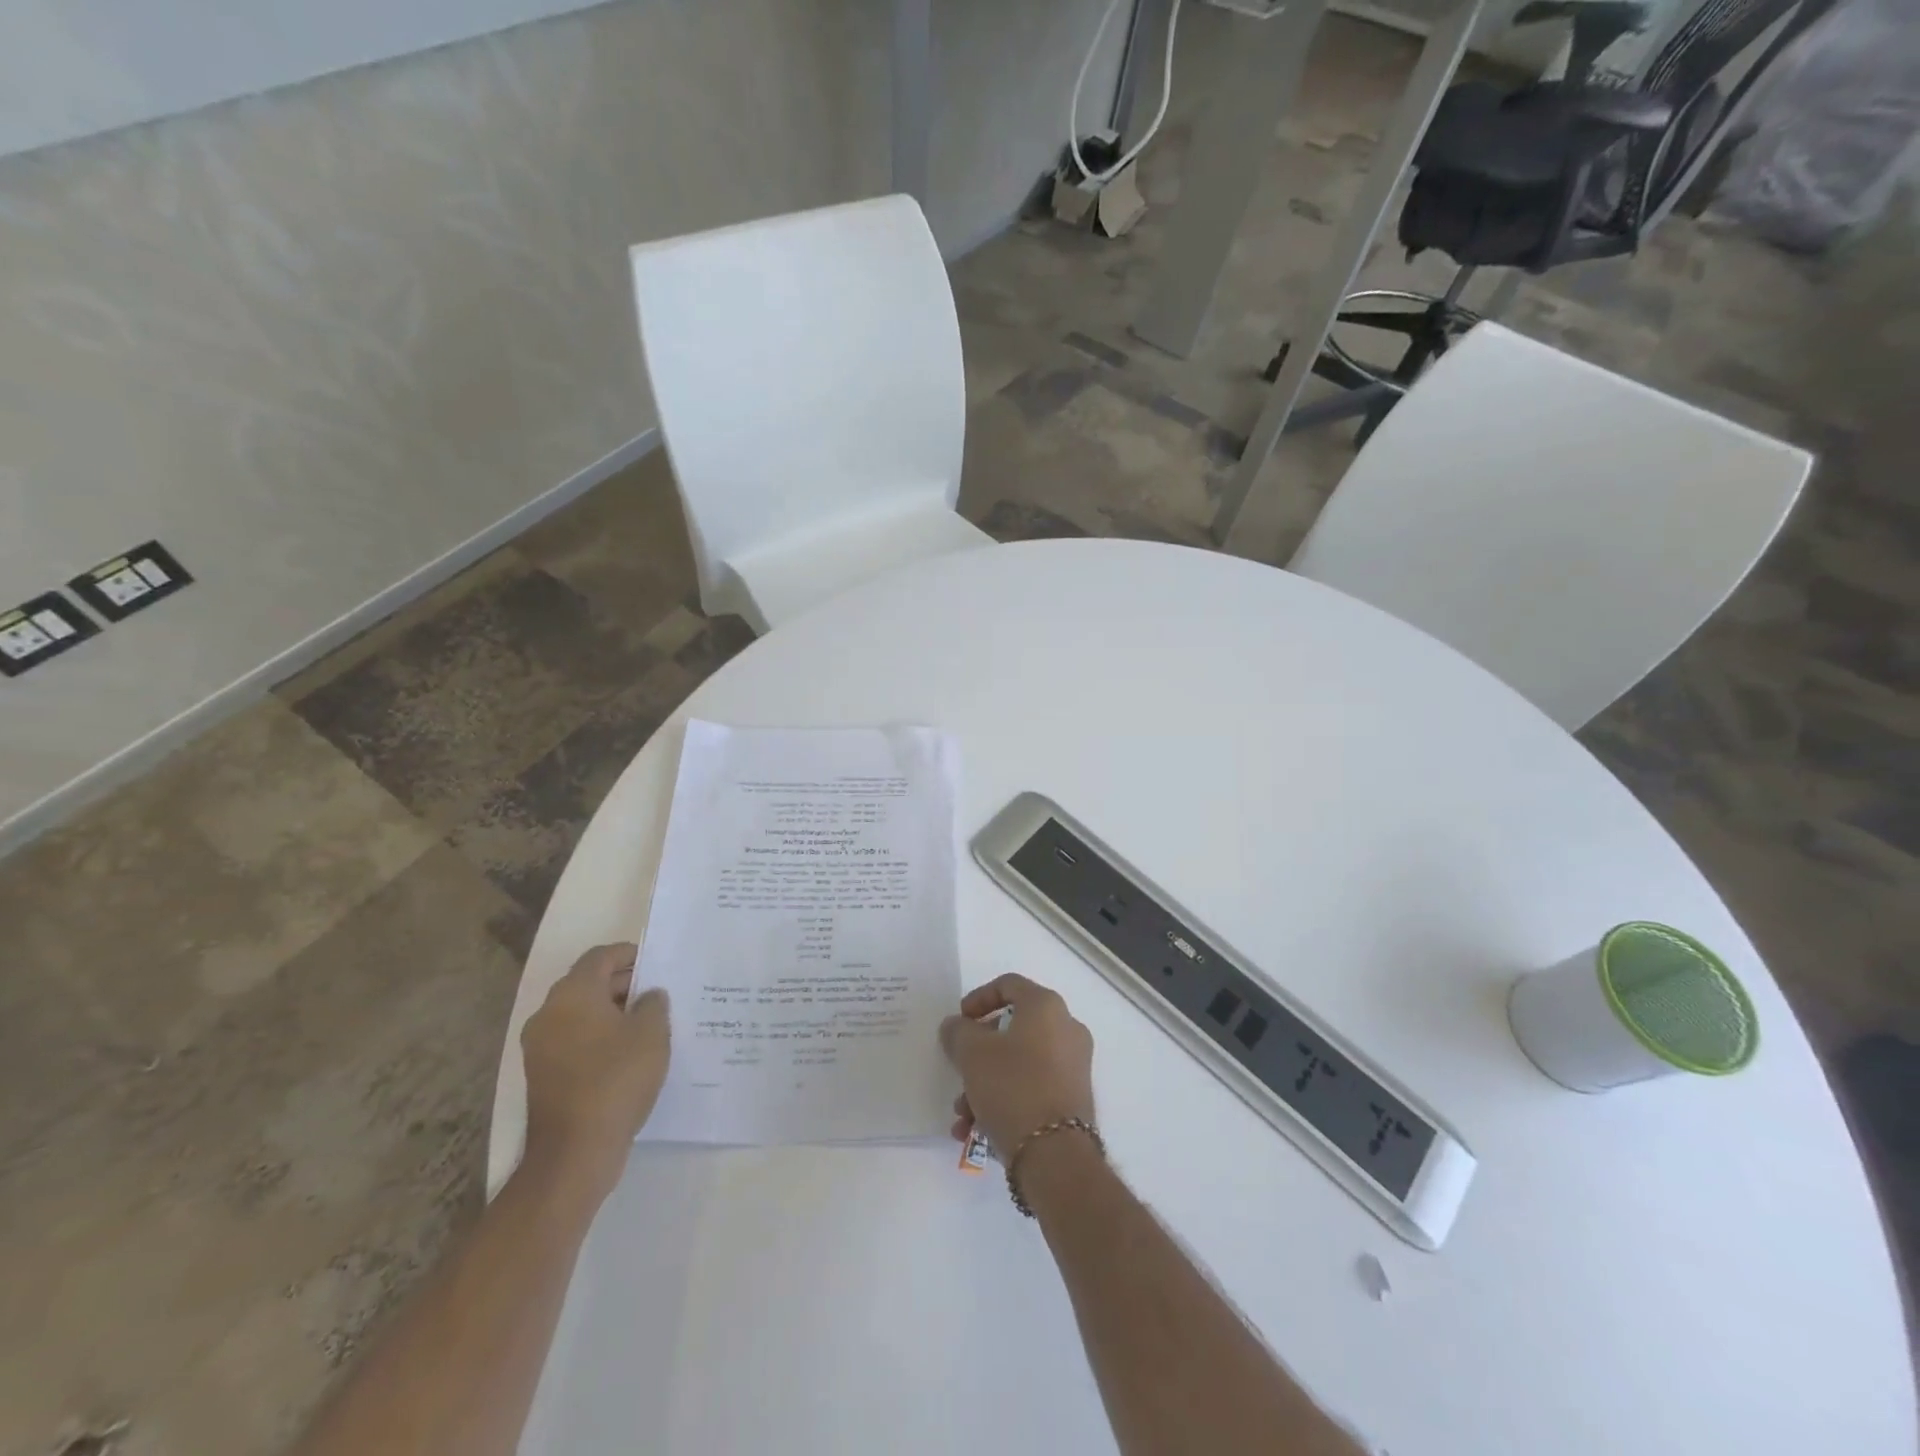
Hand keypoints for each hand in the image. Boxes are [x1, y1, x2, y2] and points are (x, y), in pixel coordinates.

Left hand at [520, 943, 670, 1202]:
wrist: (574, 1151)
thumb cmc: (617, 1079)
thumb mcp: (652, 1033)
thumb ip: (654, 1004)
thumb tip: (648, 996)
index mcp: (573, 994)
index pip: (600, 957)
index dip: (629, 954)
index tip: (656, 963)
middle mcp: (549, 1013)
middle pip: (588, 983)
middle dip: (623, 984)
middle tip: (657, 994)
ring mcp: (540, 1046)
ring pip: (580, 1013)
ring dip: (611, 1012)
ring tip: (647, 1024)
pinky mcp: (542, 1074)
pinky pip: (574, 1039)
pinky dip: (598, 1036)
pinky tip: (627, 1053)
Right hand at [939, 974, 1094, 1155]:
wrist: (1056, 1156)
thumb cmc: (1013, 1087)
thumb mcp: (972, 1054)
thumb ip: (959, 1031)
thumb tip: (957, 1025)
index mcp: (1046, 1007)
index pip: (1009, 984)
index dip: (979, 998)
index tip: (959, 1020)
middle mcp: (1066, 1028)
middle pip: (1012, 1028)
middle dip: (978, 1052)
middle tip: (958, 1067)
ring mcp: (1073, 1065)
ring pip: (1018, 1063)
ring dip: (985, 1083)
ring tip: (962, 1114)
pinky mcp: (1072, 1098)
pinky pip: (1031, 1087)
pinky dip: (1004, 1100)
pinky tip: (976, 1130)